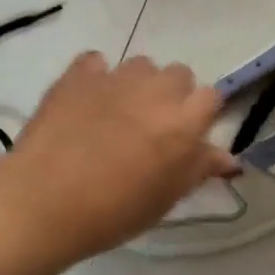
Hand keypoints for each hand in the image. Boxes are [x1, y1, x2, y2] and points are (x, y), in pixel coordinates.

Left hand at [5, 52, 237, 261]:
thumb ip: (198, 169)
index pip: (211, 97)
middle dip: (171, 94)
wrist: (45, 200)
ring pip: (140, 66)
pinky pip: (95, 63)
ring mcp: (115, 77)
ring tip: (116, 113)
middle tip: (151, 126)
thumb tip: (228, 159)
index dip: (200, 115)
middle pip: (178, 74)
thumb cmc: (113, 211)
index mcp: (184, 122)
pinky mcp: (78, 74)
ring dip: (136, 85)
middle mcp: (156, 90)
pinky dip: (95, 77)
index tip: (186, 136)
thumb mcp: (165, 198)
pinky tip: (85, 101)